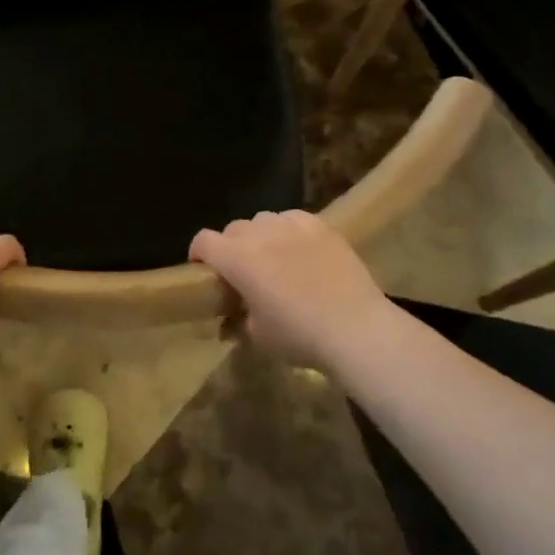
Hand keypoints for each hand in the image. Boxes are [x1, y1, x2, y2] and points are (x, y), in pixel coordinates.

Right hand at [190, 210, 392, 365]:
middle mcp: (260, 234)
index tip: (204, 271)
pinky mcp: (321, 227)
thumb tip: (231, 320)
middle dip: (230, 247)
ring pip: (263, 220)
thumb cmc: (299, 335)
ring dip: (259, 236)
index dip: (198, 254)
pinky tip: (299, 249)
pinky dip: (288, 230)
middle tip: (242, 272)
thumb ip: (238, 321)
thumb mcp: (258, 336)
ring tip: (272, 258)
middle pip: (233, 229)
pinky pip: (293, 218)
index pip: (203, 241)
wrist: (356, 328)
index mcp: (237, 258)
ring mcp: (292, 226)